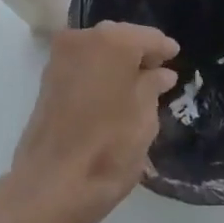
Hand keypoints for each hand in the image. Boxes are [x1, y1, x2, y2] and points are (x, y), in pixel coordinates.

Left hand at [2, 22, 178, 222]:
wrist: (51, 185)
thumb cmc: (109, 147)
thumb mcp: (145, 117)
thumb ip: (153, 86)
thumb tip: (160, 73)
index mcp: (113, 41)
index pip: (149, 37)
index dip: (165, 49)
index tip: (177, 58)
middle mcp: (83, 38)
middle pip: (120, 38)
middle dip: (139, 53)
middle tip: (159, 73)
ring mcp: (60, 57)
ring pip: (98, 50)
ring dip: (116, 63)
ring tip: (137, 86)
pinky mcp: (47, 79)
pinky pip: (82, 65)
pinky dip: (98, 73)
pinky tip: (112, 92)